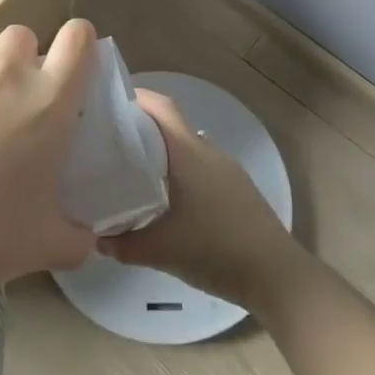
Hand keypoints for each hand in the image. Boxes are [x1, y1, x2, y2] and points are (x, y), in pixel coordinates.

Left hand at [0, 19, 99, 305]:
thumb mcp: (47, 244)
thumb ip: (76, 235)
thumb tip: (86, 238)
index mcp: (47, 102)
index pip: (77, 38)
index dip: (77, 45)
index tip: (68, 68)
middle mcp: (4, 74)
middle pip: (22, 36)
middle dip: (19, 60)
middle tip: (9, 102)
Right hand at [99, 88, 304, 308]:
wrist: (276, 275)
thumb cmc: (215, 250)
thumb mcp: (161, 251)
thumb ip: (124, 245)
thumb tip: (98, 239)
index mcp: (188, 154)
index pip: (162, 108)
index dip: (137, 99)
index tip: (109, 105)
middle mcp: (208, 152)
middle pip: (173, 126)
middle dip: (143, 128)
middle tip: (111, 143)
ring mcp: (227, 169)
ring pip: (189, 147)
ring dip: (164, 152)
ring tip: (136, 172)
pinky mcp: (239, 188)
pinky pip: (203, 166)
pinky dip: (182, 171)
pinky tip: (170, 199)